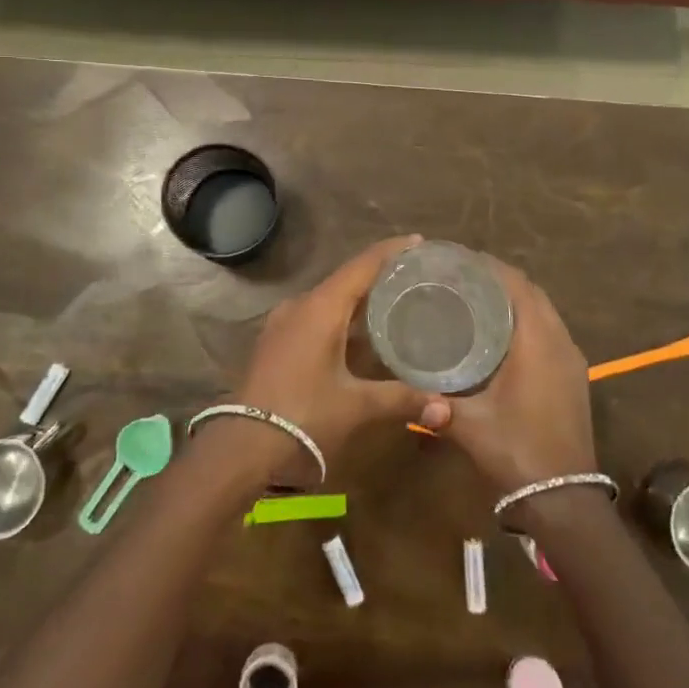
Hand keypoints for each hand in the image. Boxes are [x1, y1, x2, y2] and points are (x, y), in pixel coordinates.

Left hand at [233, 235, 444, 482]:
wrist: (242, 446)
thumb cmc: (304, 416)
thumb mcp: (356, 406)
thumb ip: (401, 399)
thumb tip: (445, 406)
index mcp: (321, 308)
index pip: (362, 266)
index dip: (391, 251)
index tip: (419, 242)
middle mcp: (301, 305)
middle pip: (346, 278)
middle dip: (379, 273)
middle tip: (414, 274)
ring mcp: (283, 322)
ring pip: (328, 298)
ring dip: (358, 296)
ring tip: (392, 299)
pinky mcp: (276, 341)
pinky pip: (315, 315)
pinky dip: (341, 315)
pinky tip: (358, 332)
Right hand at [423, 261, 595, 496]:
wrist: (564, 498)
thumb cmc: (517, 451)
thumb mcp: (470, 425)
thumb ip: (437, 405)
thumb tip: (408, 392)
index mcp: (537, 342)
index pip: (517, 286)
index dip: (491, 268)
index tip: (460, 260)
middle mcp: (559, 342)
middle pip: (532, 293)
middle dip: (500, 279)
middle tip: (462, 278)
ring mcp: (571, 360)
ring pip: (544, 312)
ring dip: (516, 299)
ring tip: (477, 298)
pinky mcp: (573, 376)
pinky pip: (550, 331)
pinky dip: (528, 320)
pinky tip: (501, 334)